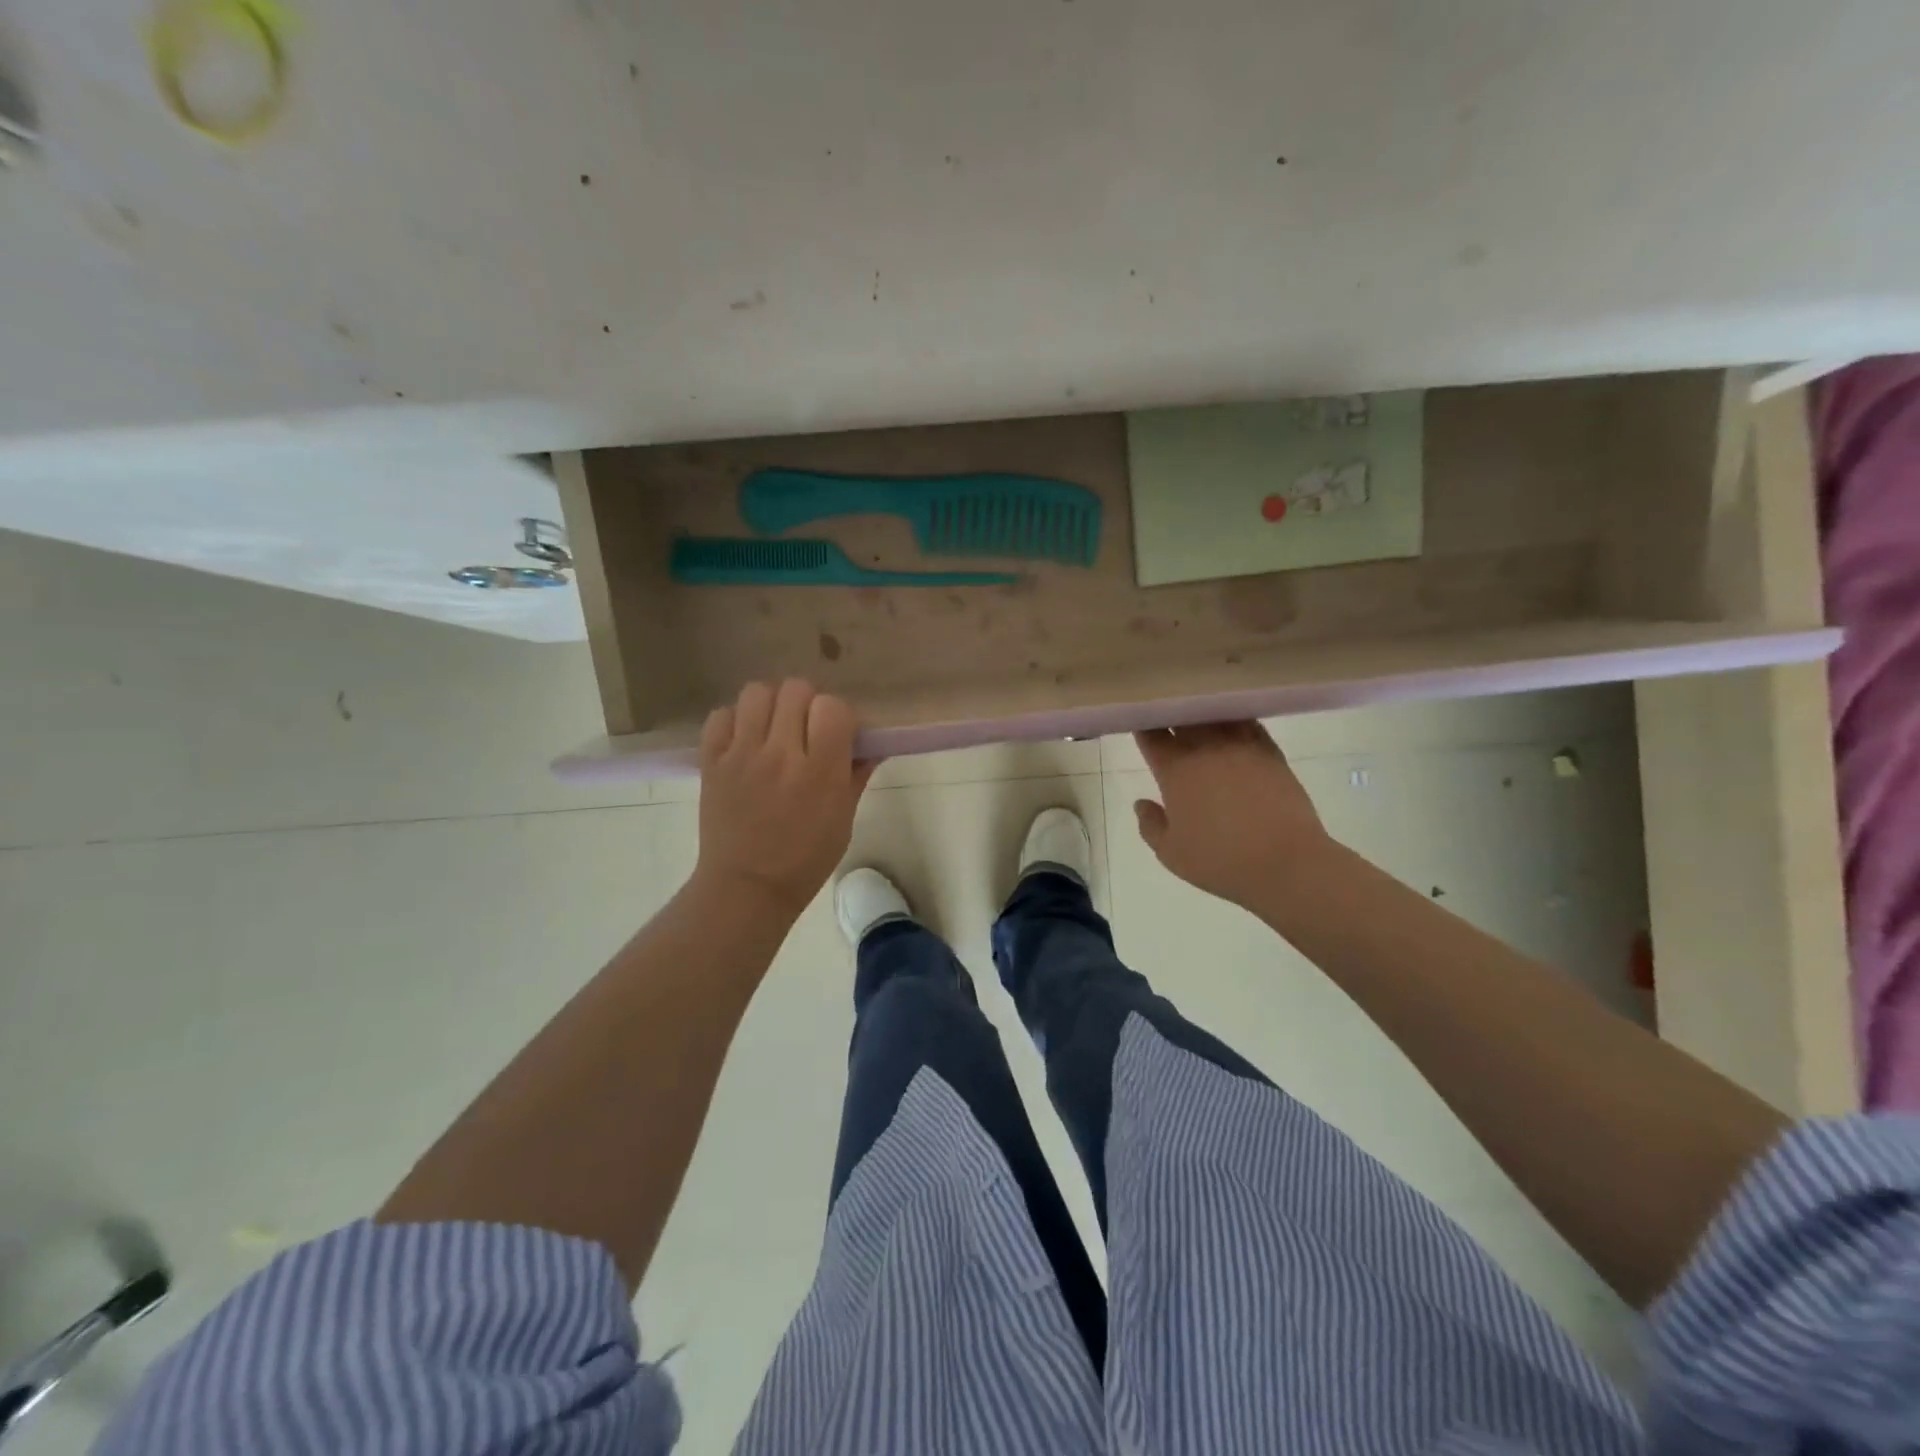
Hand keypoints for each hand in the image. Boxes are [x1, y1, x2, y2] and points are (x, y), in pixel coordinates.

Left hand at [695, 680, 876, 914]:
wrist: (747, 887)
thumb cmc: (806, 859)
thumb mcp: (844, 819)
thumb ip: (857, 774)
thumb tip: (871, 744)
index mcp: (819, 772)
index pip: (833, 706)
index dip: (839, 715)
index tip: (837, 734)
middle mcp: (780, 754)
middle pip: (796, 690)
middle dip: (807, 704)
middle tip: (806, 730)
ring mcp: (741, 755)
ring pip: (757, 692)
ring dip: (771, 705)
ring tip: (774, 729)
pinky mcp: (711, 761)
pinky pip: (721, 715)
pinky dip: (735, 721)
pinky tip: (745, 741)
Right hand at [1133, 722, 1327, 909]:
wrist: (1286, 862)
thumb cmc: (1221, 861)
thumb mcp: (1171, 854)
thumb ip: (1150, 826)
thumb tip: (1141, 803)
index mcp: (1174, 770)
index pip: (1151, 733)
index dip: (1142, 724)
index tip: (1139, 723)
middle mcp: (1204, 749)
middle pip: (1182, 715)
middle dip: (1170, 712)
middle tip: (1165, 716)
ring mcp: (1240, 745)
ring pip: (1215, 714)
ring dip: (1202, 711)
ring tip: (1196, 714)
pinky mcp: (1270, 751)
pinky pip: (1247, 722)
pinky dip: (1234, 719)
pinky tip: (1231, 723)